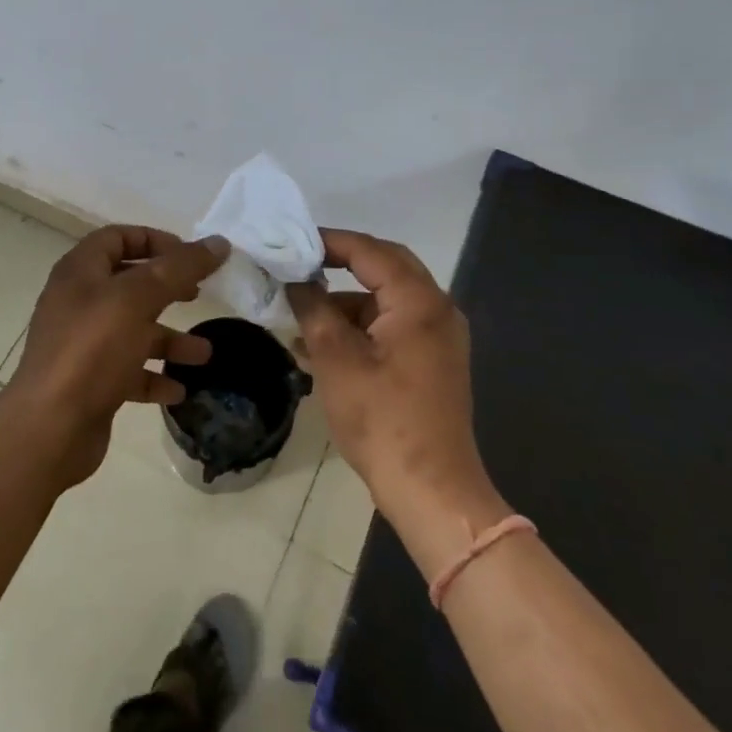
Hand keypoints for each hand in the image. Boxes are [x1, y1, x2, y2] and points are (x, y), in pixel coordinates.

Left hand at [3, 226, 229, 487]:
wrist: (50, 428)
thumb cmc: (92, 350)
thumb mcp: (139, 299)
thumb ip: (180, 268)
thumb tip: (218, 243)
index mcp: (80, 272)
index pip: (117, 238)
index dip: (154, 240)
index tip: (190, 256)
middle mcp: (78, 302)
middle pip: (129, 283)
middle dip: (168, 289)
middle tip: (199, 296)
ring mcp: (82, 344)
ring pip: (133, 330)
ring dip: (169, 339)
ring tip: (204, 355)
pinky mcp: (89, 381)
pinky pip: (128, 370)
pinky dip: (154, 376)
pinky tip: (179, 390)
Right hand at [287, 230, 501, 547]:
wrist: (431, 490)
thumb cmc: (382, 419)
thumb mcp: (336, 359)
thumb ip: (313, 309)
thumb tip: (296, 280)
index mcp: (419, 301)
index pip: (370, 251)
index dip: (329, 242)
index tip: (292, 242)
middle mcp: (437, 310)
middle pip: (385, 268)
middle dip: (340, 265)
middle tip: (300, 265)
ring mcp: (439, 338)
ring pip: (386, 300)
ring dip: (345, 303)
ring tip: (300, 318)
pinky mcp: (433, 362)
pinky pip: (392, 327)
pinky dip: (360, 328)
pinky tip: (321, 347)